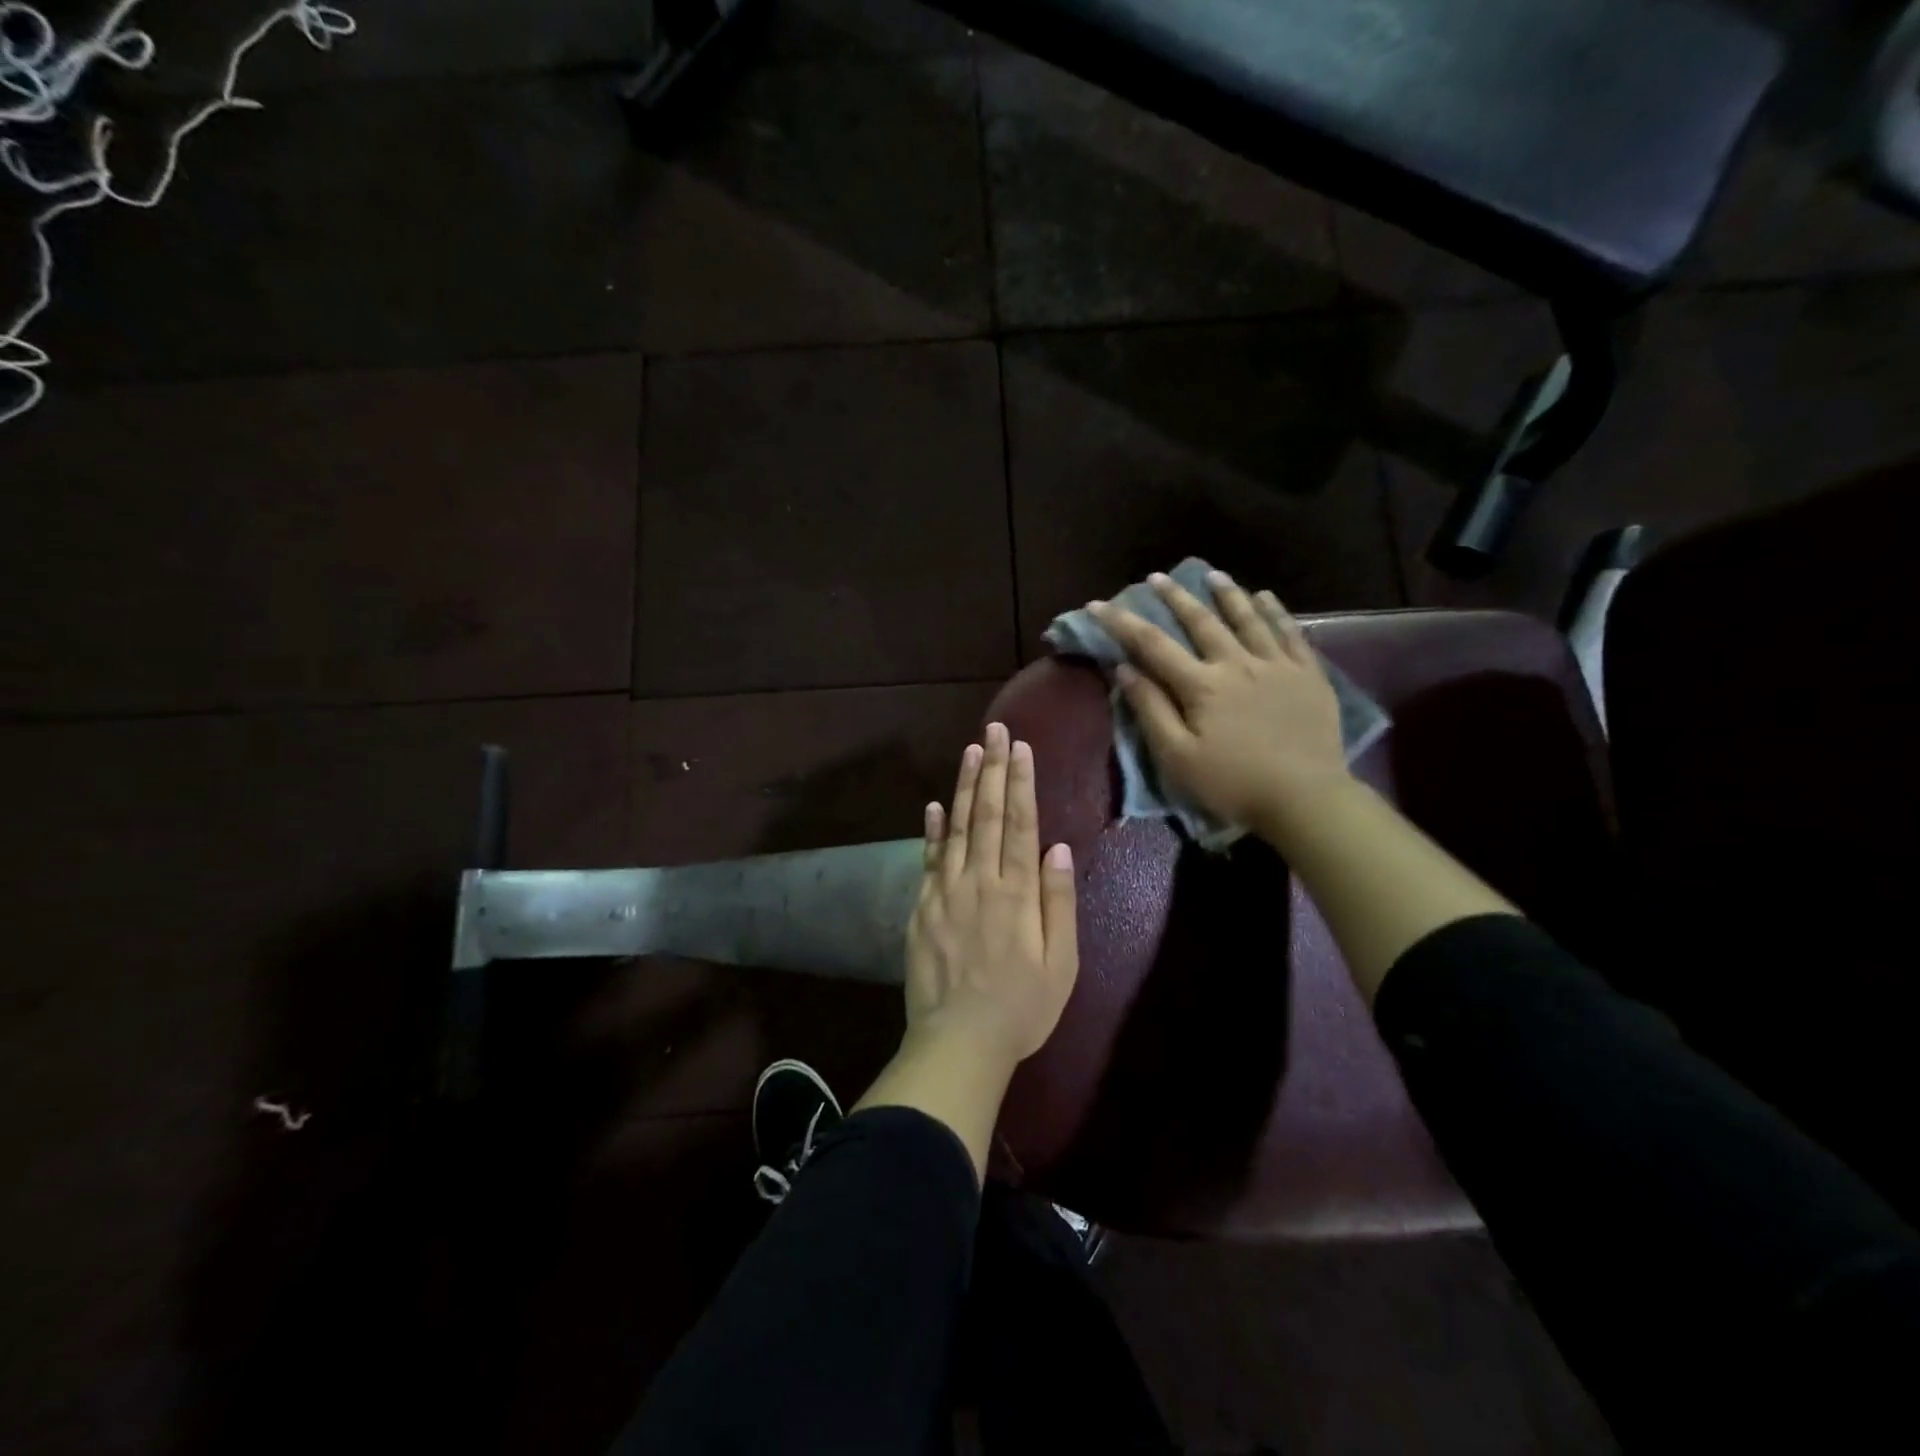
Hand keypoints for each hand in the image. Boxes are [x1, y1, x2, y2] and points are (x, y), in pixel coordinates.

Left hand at [905, 721, 1079, 1069]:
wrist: (958, 1042)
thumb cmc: (1021, 1008)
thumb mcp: (1060, 964)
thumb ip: (1058, 903)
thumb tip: (1059, 849)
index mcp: (1016, 893)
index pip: (1019, 824)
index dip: (1021, 783)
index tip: (1021, 747)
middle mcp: (979, 881)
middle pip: (986, 814)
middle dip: (993, 768)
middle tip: (996, 731)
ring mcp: (945, 892)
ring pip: (956, 828)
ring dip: (964, 786)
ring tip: (971, 750)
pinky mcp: (922, 908)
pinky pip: (928, 859)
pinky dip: (932, 829)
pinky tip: (934, 805)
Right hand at [1090, 571, 1350, 840]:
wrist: (1306, 798)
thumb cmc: (1233, 783)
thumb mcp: (1177, 757)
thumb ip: (1150, 710)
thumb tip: (1124, 669)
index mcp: (1201, 685)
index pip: (1152, 644)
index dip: (1121, 623)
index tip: (1097, 604)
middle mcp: (1237, 663)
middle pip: (1200, 621)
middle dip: (1174, 597)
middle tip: (1156, 577)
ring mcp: (1277, 665)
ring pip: (1247, 618)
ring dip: (1226, 594)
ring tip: (1211, 574)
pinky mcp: (1308, 674)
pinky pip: (1291, 633)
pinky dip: (1275, 612)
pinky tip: (1265, 597)